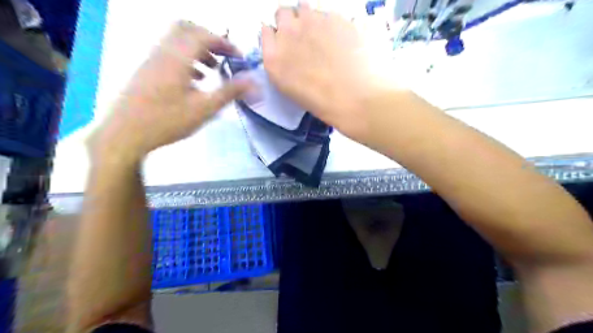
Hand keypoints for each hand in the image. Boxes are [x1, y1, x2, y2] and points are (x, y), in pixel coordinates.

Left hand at [89, 21, 250, 163]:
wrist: (126, 133)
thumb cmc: (167, 121)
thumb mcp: (204, 109)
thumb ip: (230, 92)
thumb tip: (254, 83)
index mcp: (178, 57)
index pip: (204, 35)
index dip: (225, 43)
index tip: (239, 57)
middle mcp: (163, 51)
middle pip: (188, 29)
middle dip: (210, 39)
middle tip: (225, 56)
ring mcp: (152, 59)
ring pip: (178, 41)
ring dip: (199, 49)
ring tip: (214, 69)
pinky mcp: (147, 70)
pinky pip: (170, 53)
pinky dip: (187, 58)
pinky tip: (195, 79)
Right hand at [262, 3, 397, 139]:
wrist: (356, 98)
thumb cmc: (323, 103)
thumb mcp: (292, 89)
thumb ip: (283, 63)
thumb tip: (288, 50)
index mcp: (274, 57)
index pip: (266, 31)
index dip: (277, 36)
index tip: (286, 44)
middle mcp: (288, 33)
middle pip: (282, 13)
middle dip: (290, 22)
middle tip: (304, 39)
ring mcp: (312, 22)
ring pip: (304, 8)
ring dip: (309, 19)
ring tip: (323, 38)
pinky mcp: (335, 17)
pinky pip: (327, 14)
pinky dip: (331, 24)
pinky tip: (342, 41)